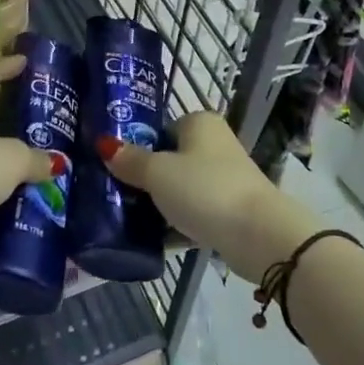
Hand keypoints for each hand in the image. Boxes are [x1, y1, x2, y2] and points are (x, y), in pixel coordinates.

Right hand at [100, 112, 321, 279]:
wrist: (259, 235)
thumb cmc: (204, 190)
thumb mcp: (158, 173)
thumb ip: (130, 160)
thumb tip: (104, 145)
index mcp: (199, 123)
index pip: (160, 129)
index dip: (137, 148)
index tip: (115, 171)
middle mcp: (215, 144)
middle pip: (170, 160)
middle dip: (146, 180)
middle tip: (117, 198)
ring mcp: (226, 177)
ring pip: (182, 188)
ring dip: (161, 204)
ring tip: (130, 222)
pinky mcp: (232, 209)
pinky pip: (195, 212)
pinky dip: (178, 223)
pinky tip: (156, 241)